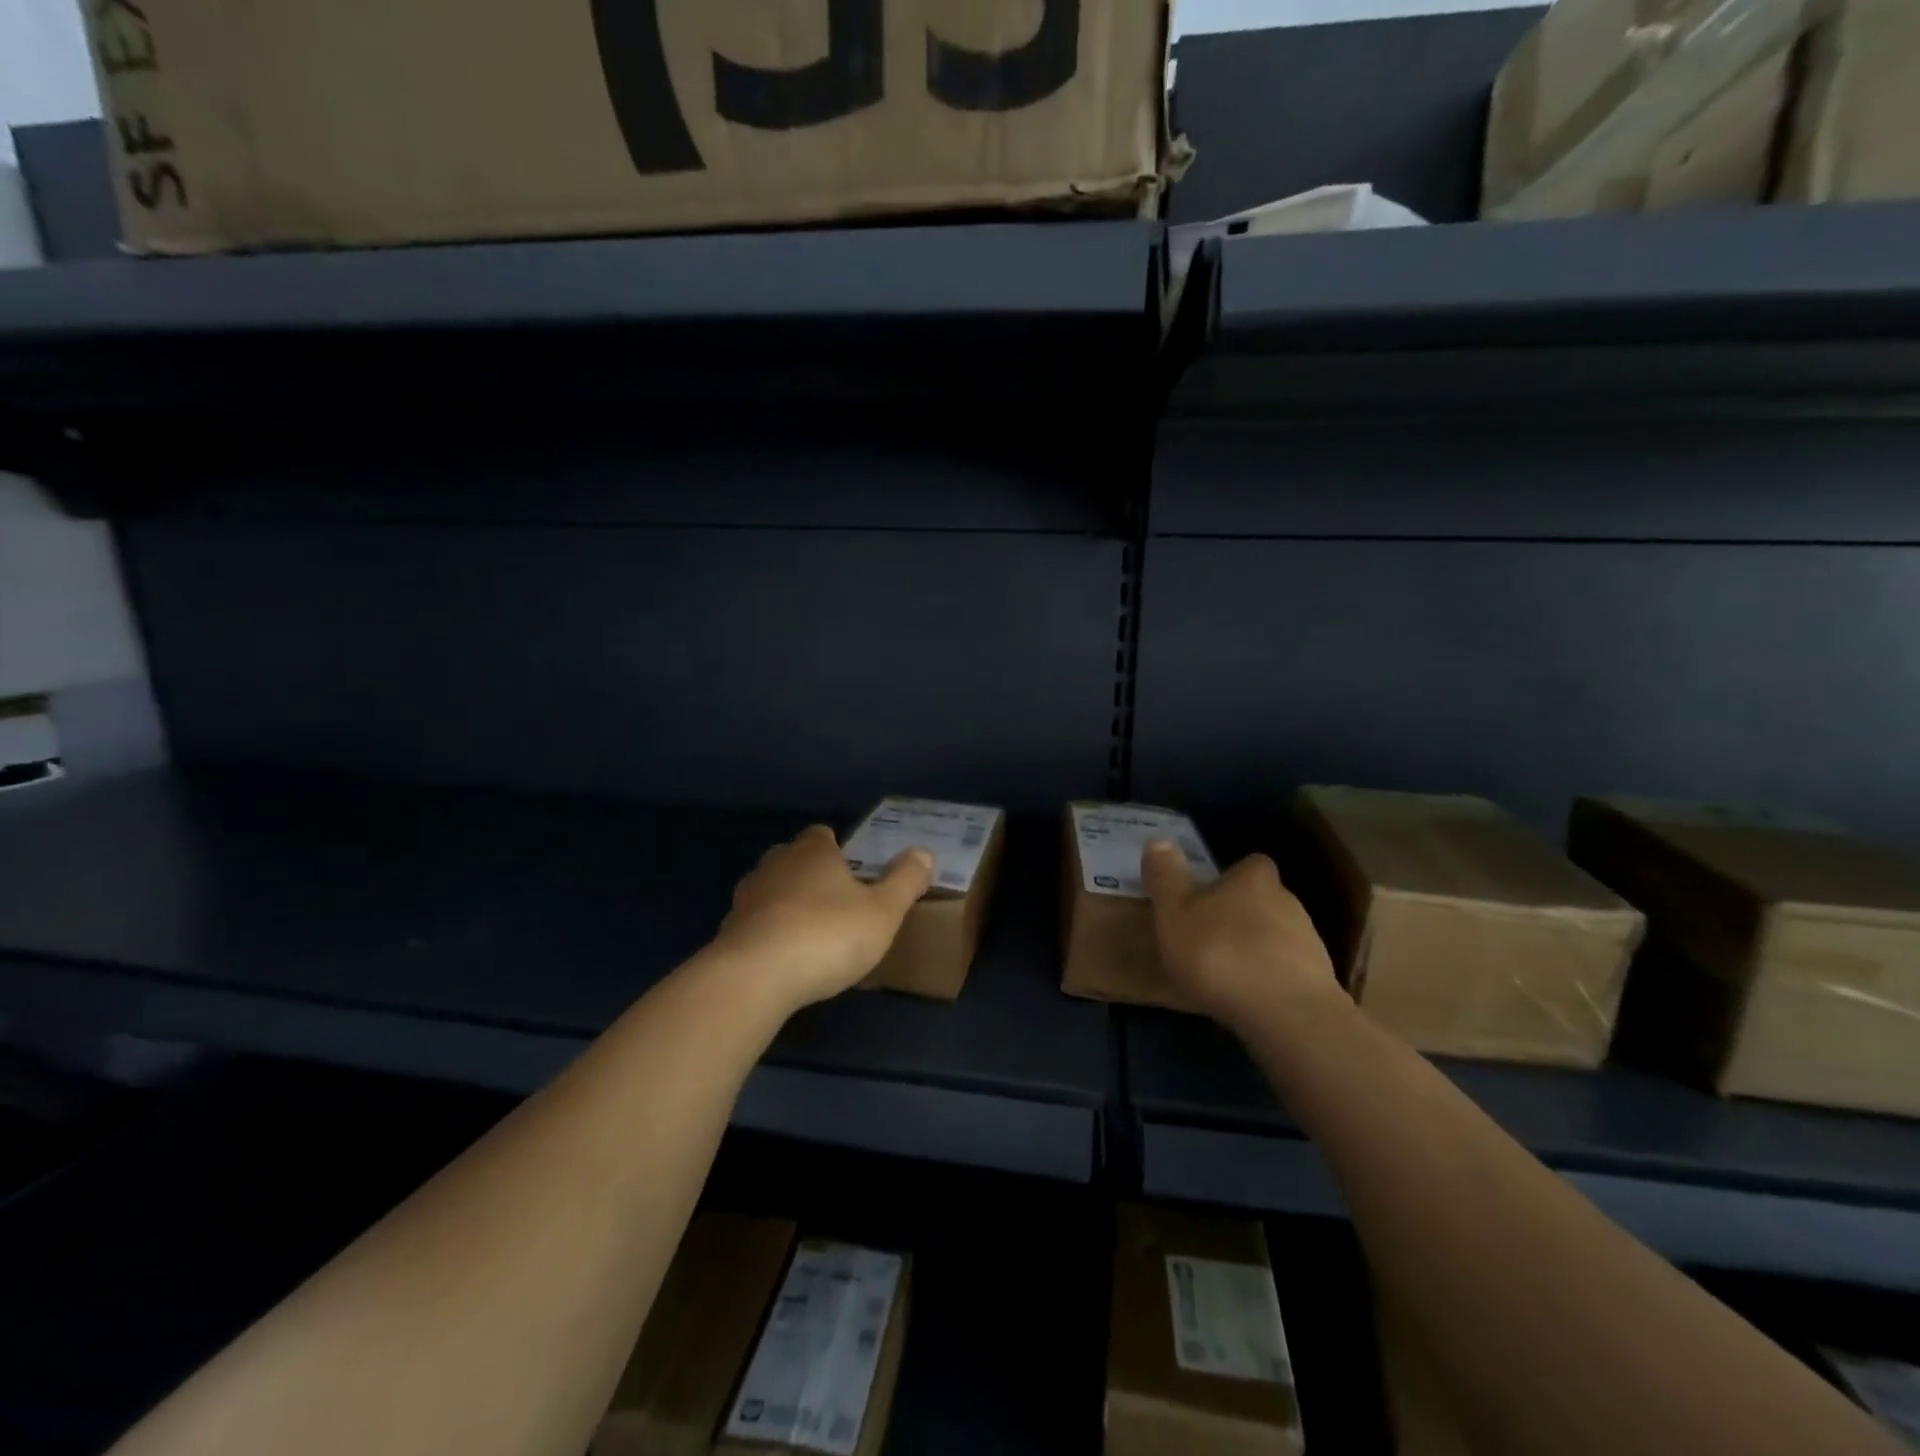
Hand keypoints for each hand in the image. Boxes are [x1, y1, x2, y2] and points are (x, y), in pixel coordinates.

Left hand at [712, 825, 933, 1013]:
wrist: (755, 978)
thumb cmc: (827, 935)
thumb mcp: (883, 911)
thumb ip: (905, 881)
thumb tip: (923, 852)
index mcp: (812, 853)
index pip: (821, 834)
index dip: (837, 848)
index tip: (853, 869)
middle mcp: (775, 865)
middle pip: (792, 859)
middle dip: (810, 874)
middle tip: (835, 900)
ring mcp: (746, 898)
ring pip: (770, 890)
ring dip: (786, 905)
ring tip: (810, 932)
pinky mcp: (728, 933)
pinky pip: (755, 925)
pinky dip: (769, 935)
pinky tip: (785, 960)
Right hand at [1142, 840, 1343, 1029]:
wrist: (1288, 1016)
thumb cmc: (1221, 954)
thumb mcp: (1175, 913)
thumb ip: (1166, 877)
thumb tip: (1159, 840)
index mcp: (1253, 879)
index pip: (1249, 865)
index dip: (1229, 878)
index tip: (1208, 897)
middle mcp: (1287, 901)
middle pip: (1262, 900)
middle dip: (1240, 915)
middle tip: (1210, 936)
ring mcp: (1309, 943)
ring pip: (1277, 936)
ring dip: (1256, 949)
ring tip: (1227, 973)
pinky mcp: (1319, 983)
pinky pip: (1288, 971)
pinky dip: (1270, 979)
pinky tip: (1250, 998)